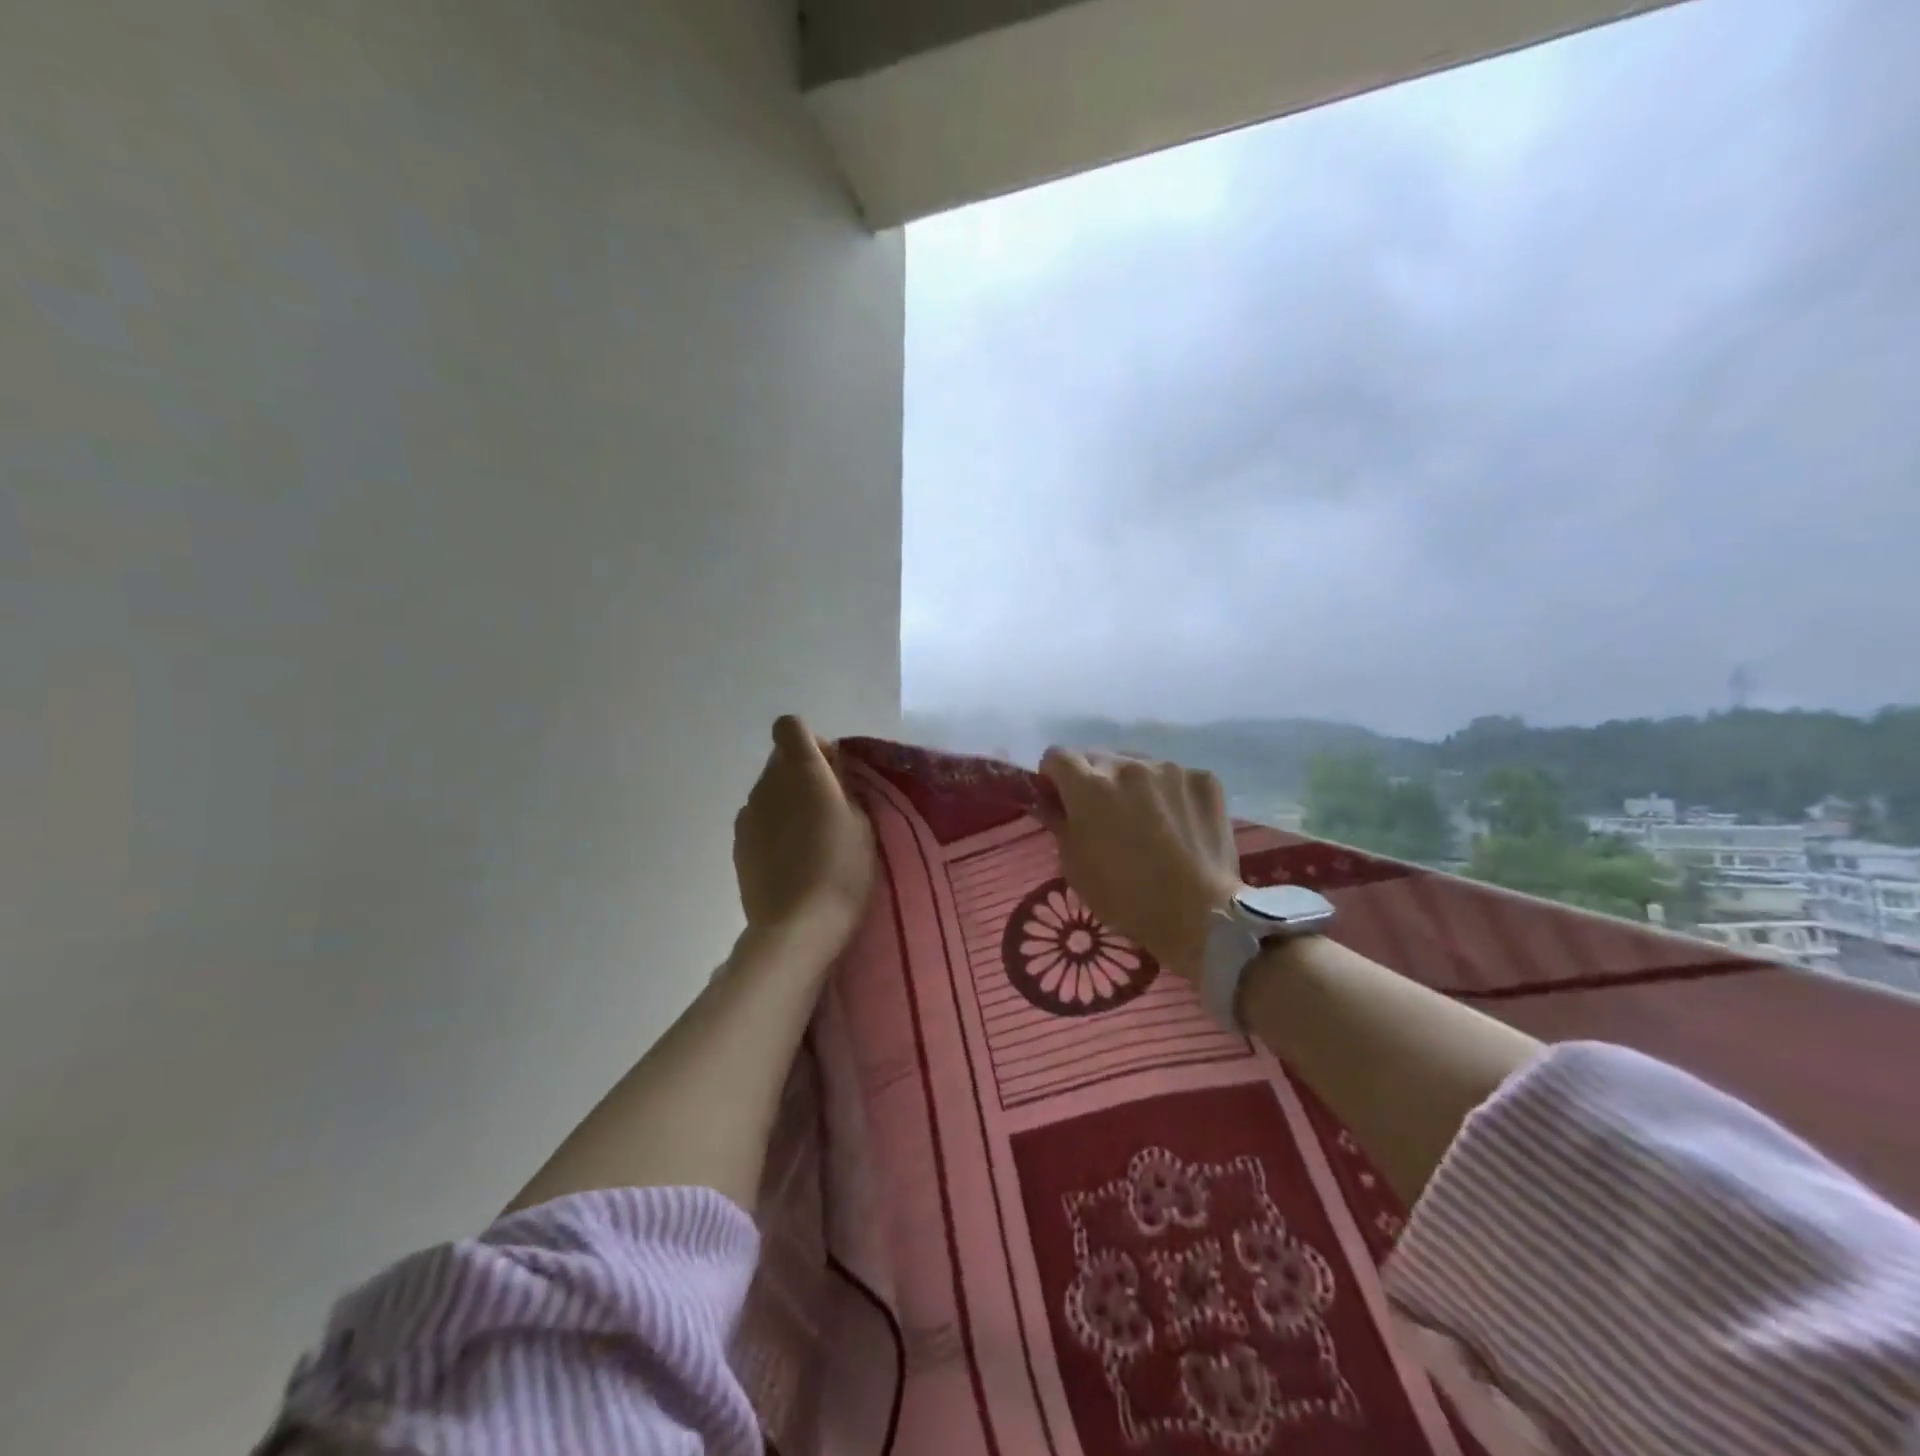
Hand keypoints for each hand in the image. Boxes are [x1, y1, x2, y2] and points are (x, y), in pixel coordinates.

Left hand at [733, 715, 875, 948]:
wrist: (797, 926)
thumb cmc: (842, 869)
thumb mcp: (863, 823)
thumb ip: (844, 788)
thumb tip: (830, 773)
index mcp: (801, 771)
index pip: (790, 727)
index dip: (812, 742)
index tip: (832, 770)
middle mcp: (767, 784)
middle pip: (780, 760)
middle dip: (803, 773)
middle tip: (829, 807)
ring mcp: (748, 815)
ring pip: (769, 792)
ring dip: (788, 802)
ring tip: (811, 839)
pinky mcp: (738, 845)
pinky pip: (759, 820)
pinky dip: (774, 828)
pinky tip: (792, 859)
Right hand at [1038, 748, 1239, 984]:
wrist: (1200, 915)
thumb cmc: (1125, 897)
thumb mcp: (1074, 866)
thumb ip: (1060, 824)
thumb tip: (1053, 804)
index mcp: (1089, 785)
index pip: (1057, 756)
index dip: (1055, 777)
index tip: (1062, 799)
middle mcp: (1128, 765)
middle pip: (1098, 757)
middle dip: (1094, 780)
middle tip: (1105, 815)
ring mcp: (1170, 769)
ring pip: (1139, 765)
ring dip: (1134, 785)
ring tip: (1148, 822)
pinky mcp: (1204, 779)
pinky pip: (1176, 778)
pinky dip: (1171, 795)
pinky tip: (1179, 826)